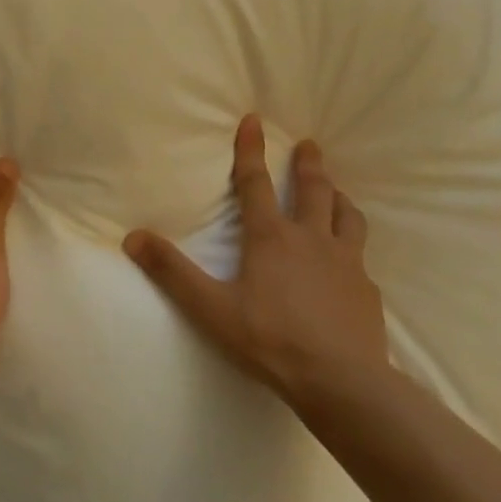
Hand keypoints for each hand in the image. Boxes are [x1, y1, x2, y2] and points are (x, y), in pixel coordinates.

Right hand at [123, 117, 387, 402]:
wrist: (342, 382)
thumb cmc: (270, 340)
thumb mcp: (211, 308)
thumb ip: (171, 272)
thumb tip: (133, 237)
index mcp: (271, 238)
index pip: (256, 184)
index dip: (251, 150)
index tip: (254, 119)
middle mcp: (312, 240)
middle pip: (313, 191)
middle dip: (308, 165)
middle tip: (310, 144)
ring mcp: (346, 263)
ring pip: (347, 217)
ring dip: (339, 198)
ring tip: (338, 192)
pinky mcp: (367, 289)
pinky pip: (362, 257)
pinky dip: (353, 246)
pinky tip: (351, 262)